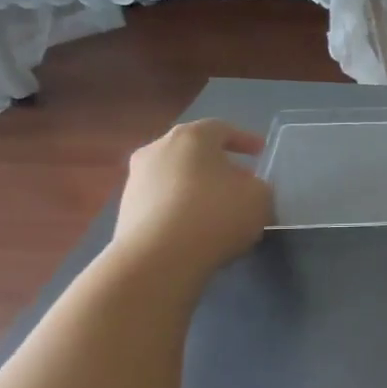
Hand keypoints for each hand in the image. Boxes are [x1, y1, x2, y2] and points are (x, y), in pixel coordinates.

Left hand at [109, 119, 271, 280]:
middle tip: (239, 180)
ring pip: (176, 176)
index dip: (244, 139)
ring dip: (197, 187)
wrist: (158, 259)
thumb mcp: (259, 197)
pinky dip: (181, 208)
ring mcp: (136, 180)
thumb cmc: (216, 214)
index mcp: (191, 137)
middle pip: (194, 151)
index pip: (221, 128)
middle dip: (218, 164)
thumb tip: (243, 187)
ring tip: (219, 209)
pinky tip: (197, 228)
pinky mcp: (126, 210)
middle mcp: (157, 150)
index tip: (260, 151)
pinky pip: (163, 201)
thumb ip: (257, 185)